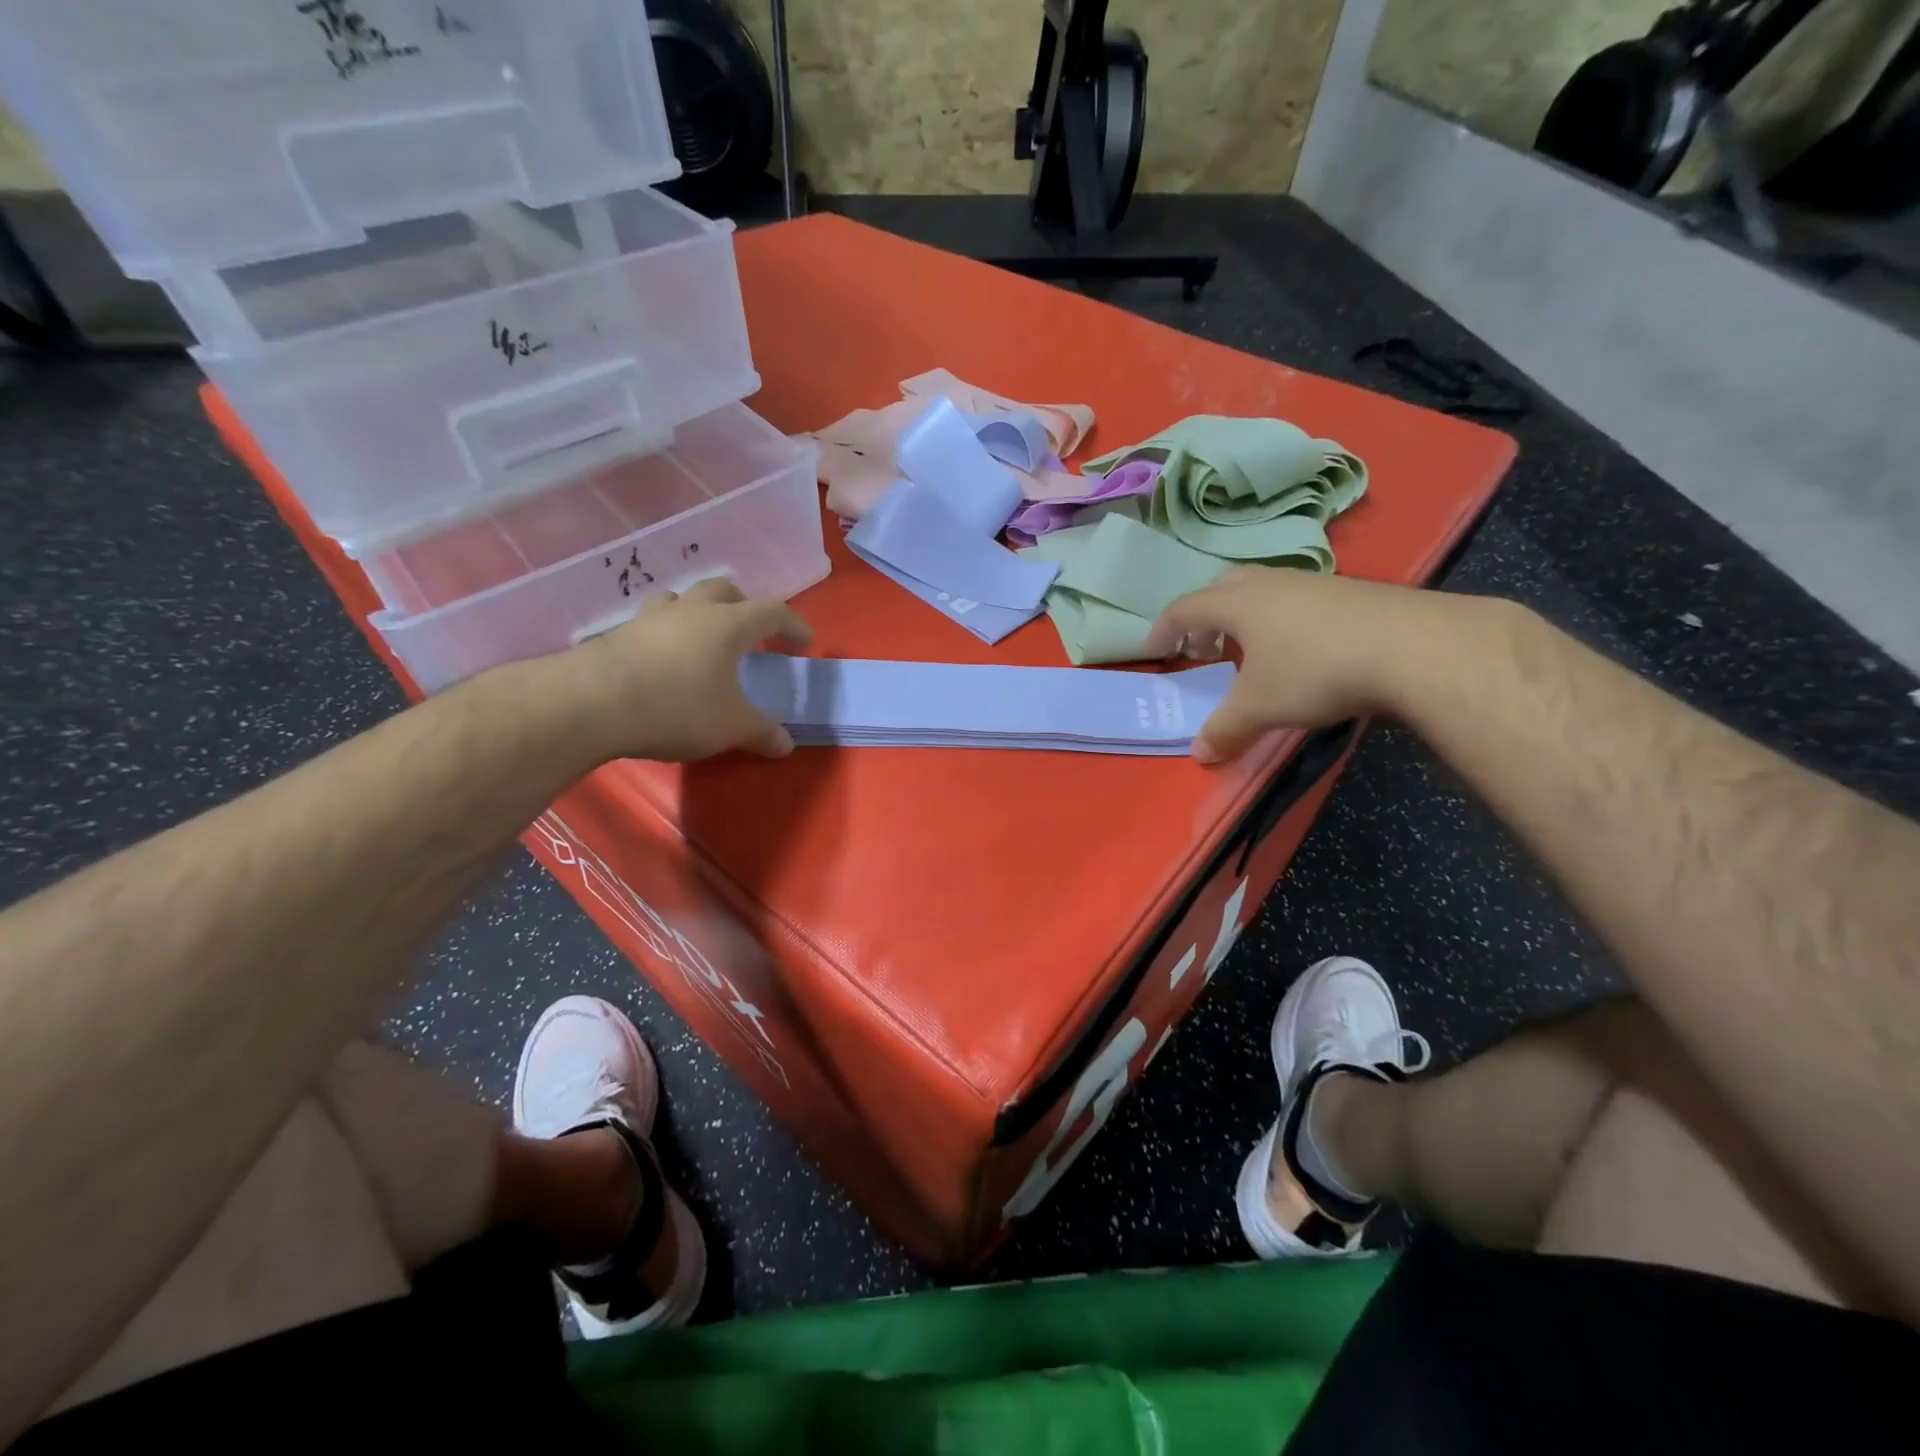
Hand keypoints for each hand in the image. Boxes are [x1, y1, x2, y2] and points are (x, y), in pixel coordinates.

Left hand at [554, 577, 813, 763]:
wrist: (592, 704)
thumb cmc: (677, 707)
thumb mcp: (731, 726)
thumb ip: (762, 732)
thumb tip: (786, 745)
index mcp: (728, 624)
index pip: (772, 610)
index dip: (794, 623)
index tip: (805, 641)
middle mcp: (691, 611)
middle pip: (724, 590)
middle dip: (744, 605)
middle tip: (752, 630)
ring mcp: (651, 618)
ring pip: (682, 598)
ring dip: (700, 610)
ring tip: (704, 636)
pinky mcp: (620, 634)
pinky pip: (652, 621)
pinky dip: (668, 631)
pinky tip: (664, 657)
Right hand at [1146, 568, 1466, 762]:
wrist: (1411, 647)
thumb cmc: (1315, 671)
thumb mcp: (1260, 707)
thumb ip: (1225, 729)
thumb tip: (1200, 755)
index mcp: (1238, 602)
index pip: (1184, 608)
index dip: (1164, 629)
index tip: (1155, 651)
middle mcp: (1271, 583)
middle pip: (1224, 589)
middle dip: (1206, 618)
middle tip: (1204, 648)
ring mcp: (1314, 583)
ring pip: (1265, 592)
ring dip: (1246, 619)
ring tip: (1251, 653)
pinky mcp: (1351, 593)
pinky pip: (1298, 601)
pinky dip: (1283, 622)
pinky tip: (1301, 652)